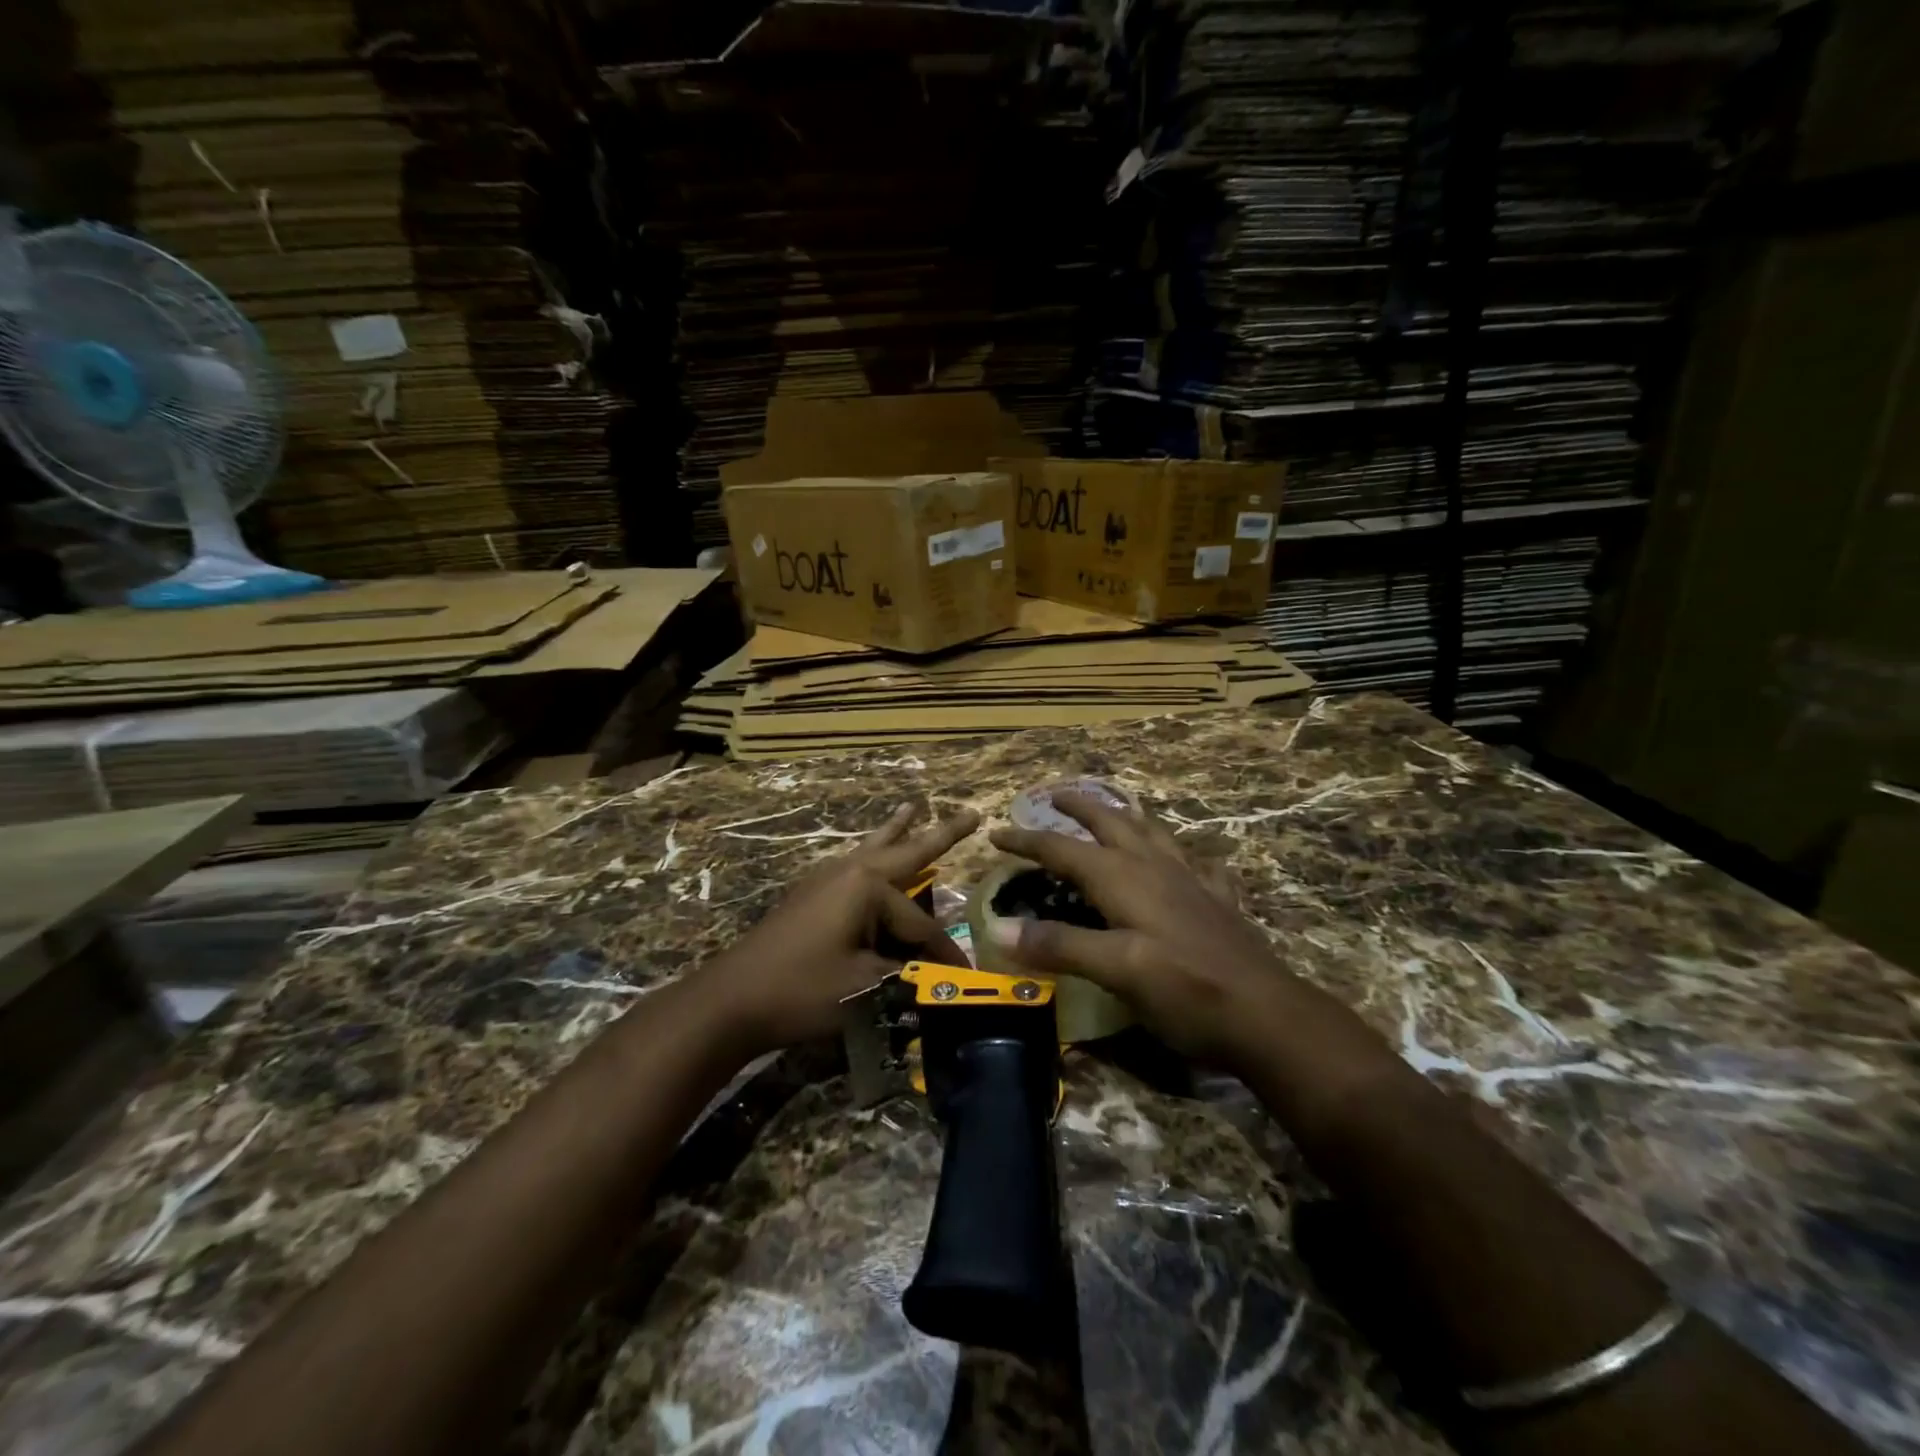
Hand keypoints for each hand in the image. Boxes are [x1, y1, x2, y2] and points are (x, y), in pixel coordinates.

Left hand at [698, 803, 980, 1055]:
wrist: (731, 1000)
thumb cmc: (802, 989)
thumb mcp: (865, 987)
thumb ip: (907, 976)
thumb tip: (939, 978)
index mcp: (867, 887)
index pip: (921, 924)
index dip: (944, 953)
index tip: (966, 976)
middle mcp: (849, 871)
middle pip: (904, 852)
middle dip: (939, 835)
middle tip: (971, 815)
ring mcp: (826, 879)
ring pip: (873, 850)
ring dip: (897, 833)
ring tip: (912, 807)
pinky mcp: (811, 895)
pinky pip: (853, 865)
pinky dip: (871, 854)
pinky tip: (870, 854)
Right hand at [986, 791, 1290, 1067]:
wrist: (1268, 1016)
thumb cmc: (1185, 990)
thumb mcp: (1116, 970)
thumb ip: (1060, 945)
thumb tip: (998, 927)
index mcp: (1124, 878)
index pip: (1063, 849)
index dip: (1028, 840)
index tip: (997, 832)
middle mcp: (1155, 868)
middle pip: (1111, 823)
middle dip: (1080, 806)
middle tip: (1055, 795)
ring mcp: (1192, 882)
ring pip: (1154, 834)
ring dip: (1127, 817)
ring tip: (1115, 811)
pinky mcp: (1218, 903)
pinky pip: (1198, 865)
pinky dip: (1184, 856)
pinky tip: (1191, 863)